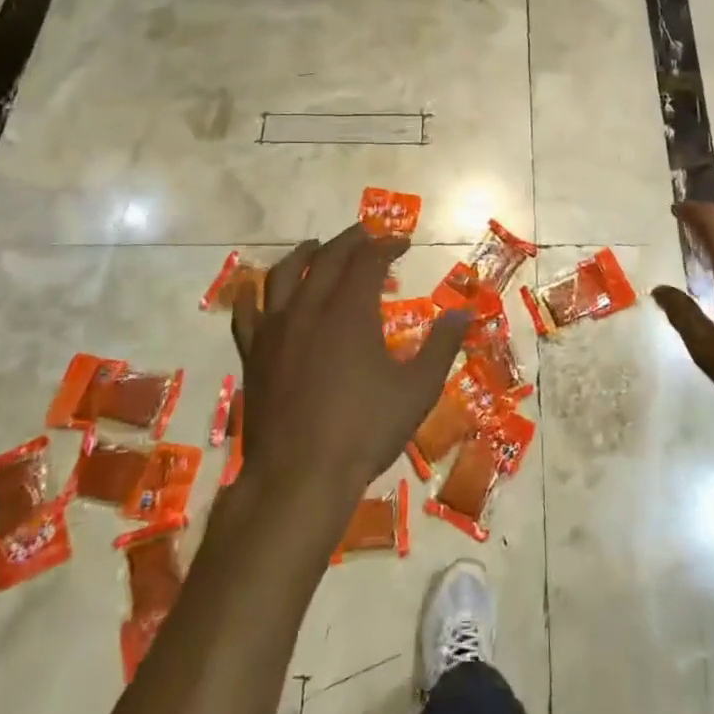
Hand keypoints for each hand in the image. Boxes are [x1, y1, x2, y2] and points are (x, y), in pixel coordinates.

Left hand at [230, 224, 468, 507]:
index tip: (402, 242)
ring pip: (282, 275)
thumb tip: (466, 312)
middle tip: (367, 234)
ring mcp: (275, 331)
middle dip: (350, 240)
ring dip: (303, 254)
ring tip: (316, 247)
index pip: (368, 261)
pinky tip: (256, 289)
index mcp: (349, 312)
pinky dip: (252, 293)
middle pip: (326, 258)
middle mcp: (309, 309)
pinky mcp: (254, 355)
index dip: (387, 245)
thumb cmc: (364, 431)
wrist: (299, 478)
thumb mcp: (417, 390)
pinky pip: (247, 313)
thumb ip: (442, 346)